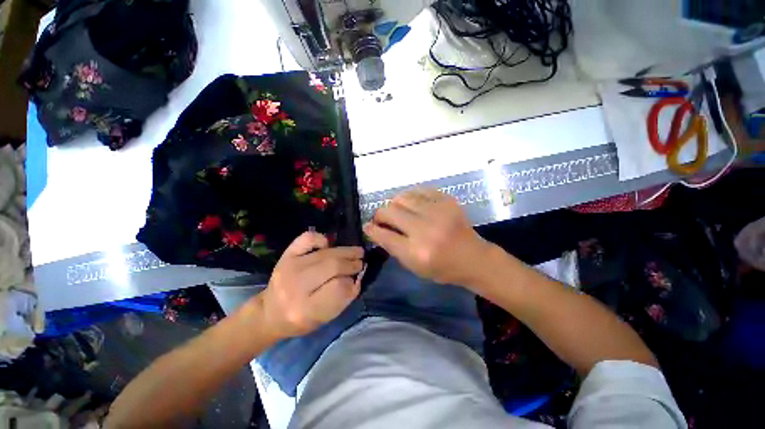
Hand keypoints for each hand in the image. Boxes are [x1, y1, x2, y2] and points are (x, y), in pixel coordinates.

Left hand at [258, 232, 363, 339]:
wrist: (271, 312)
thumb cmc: (301, 319)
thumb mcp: (324, 318)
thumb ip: (343, 299)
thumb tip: (357, 277)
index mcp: (304, 310)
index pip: (338, 288)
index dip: (352, 282)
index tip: (357, 279)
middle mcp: (294, 286)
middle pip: (333, 266)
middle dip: (352, 264)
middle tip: (361, 263)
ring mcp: (289, 267)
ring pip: (326, 253)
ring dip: (346, 251)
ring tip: (357, 253)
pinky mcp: (286, 255)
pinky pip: (308, 239)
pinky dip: (322, 239)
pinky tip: (329, 245)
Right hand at [363, 189, 492, 286]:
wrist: (473, 257)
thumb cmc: (442, 268)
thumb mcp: (413, 266)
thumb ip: (392, 247)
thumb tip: (374, 229)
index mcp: (417, 252)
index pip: (384, 235)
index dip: (371, 229)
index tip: (367, 226)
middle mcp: (425, 230)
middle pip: (389, 211)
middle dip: (380, 214)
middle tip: (382, 219)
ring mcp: (438, 212)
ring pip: (401, 197)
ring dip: (394, 204)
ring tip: (397, 211)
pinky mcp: (446, 201)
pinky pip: (418, 191)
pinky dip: (410, 197)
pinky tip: (412, 205)